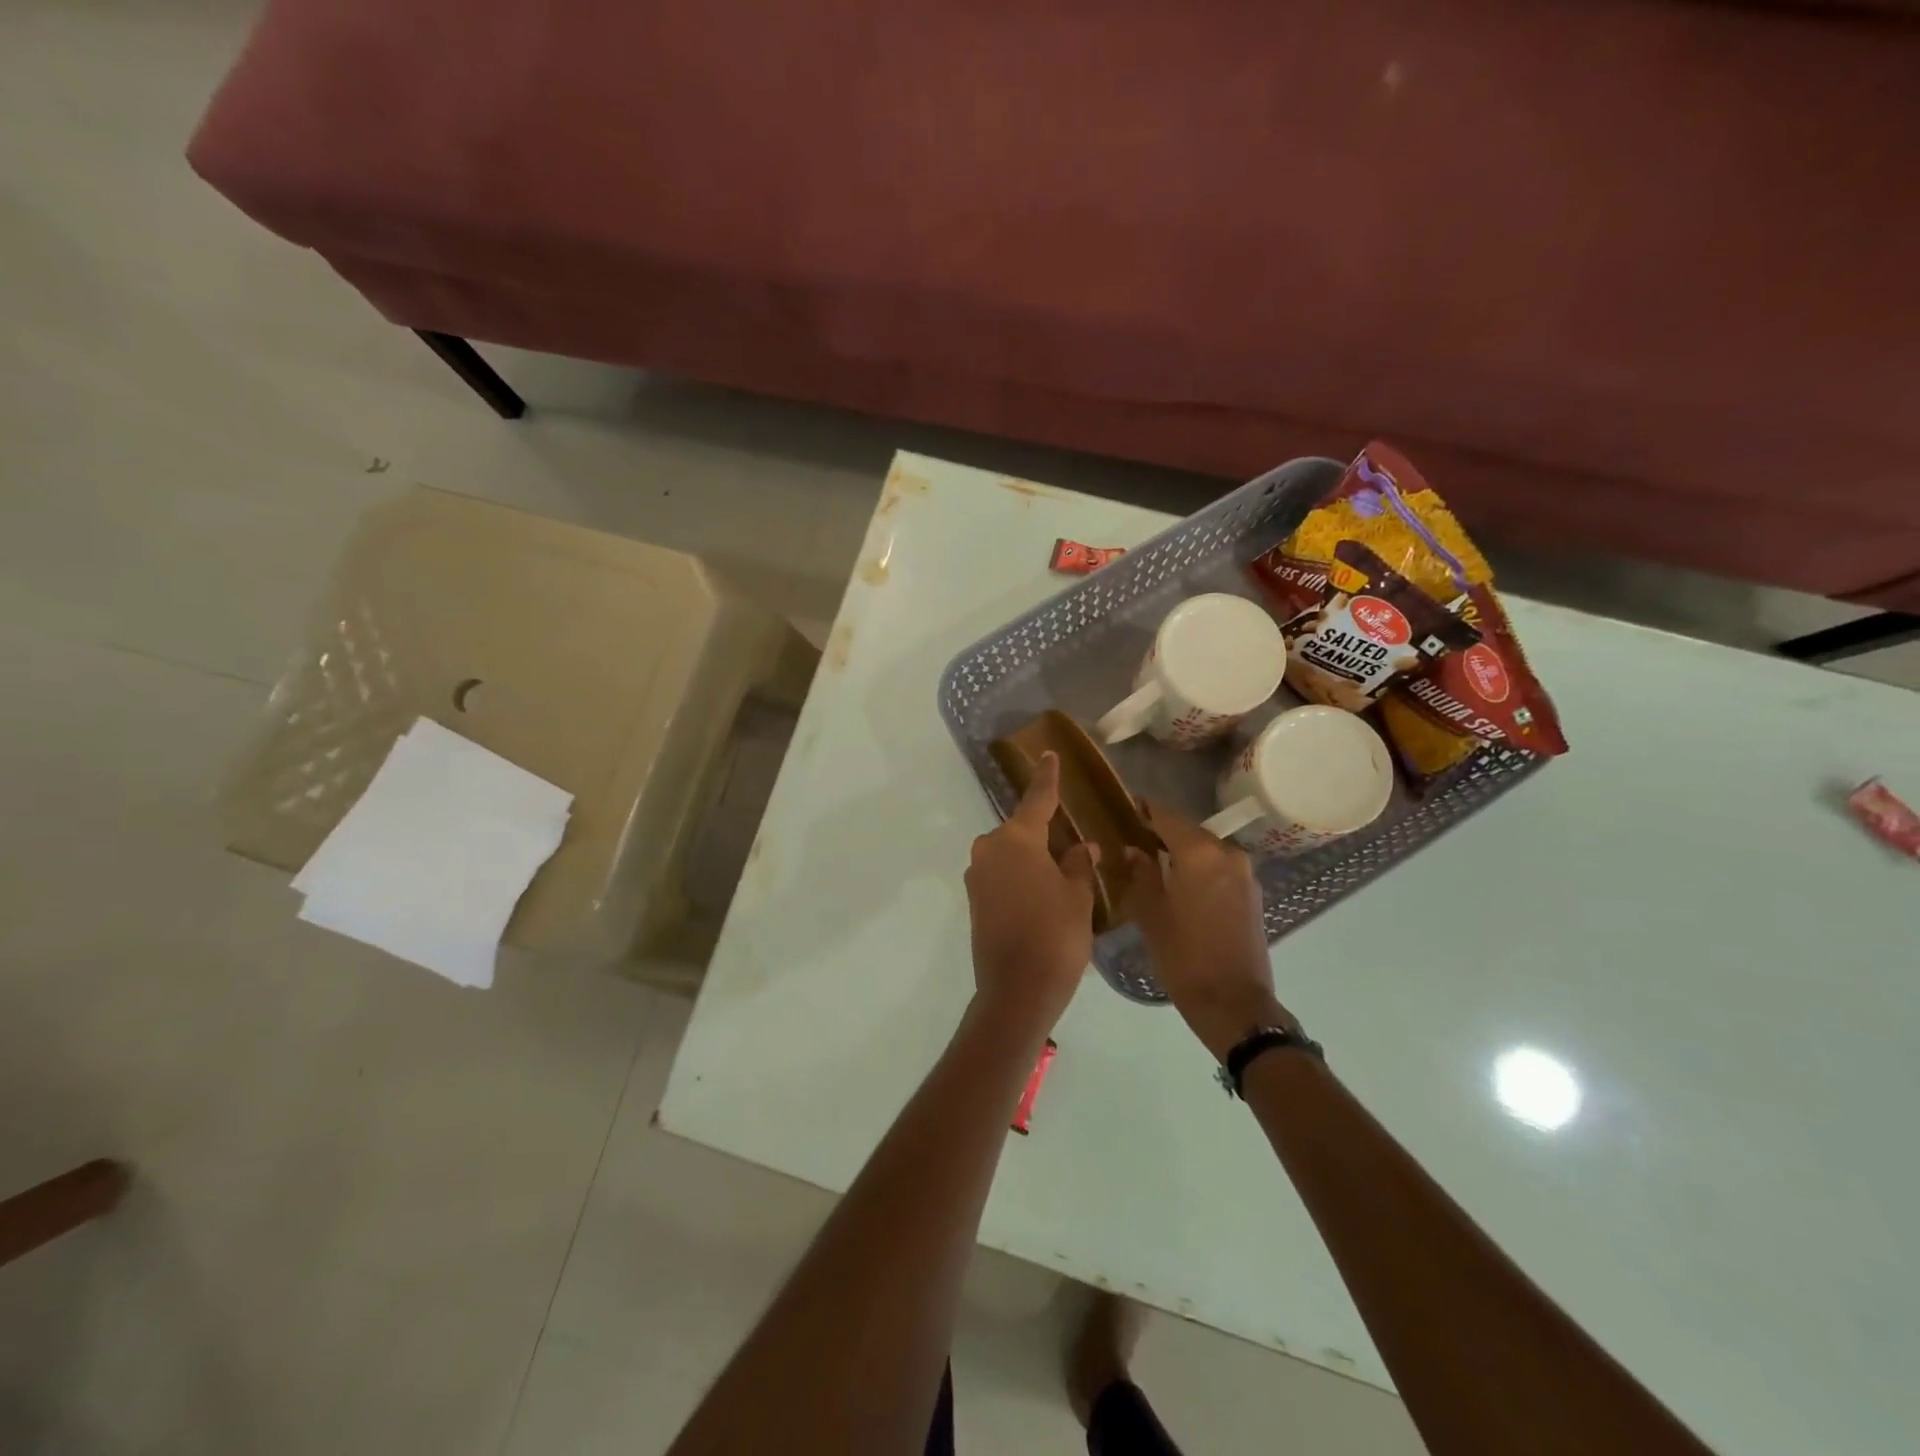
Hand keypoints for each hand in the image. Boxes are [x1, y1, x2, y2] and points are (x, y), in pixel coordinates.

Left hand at [965, 752, 1098, 1042]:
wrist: (1016, 992)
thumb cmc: (1055, 936)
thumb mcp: (1077, 897)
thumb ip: (1078, 864)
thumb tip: (1080, 846)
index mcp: (1016, 839)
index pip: (1037, 799)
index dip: (1047, 777)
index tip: (1049, 754)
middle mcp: (989, 850)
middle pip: (1021, 830)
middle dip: (1044, 832)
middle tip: (1072, 842)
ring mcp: (977, 876)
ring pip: (1010, 854)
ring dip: (1032, 858)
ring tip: (1061, 874)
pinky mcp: (974, 900)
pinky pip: (1001, 874)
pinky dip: (1020, 876)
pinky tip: (1042, 893)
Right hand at [1124, 805, 1292, 1060]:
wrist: (1234, 1003)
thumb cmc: (1184, 956)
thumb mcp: (1151, 914)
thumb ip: (1141, 874)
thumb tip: (1134, 850)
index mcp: (1199, 852)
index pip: (1166, 816)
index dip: (1143, 810)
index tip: (1123, 807)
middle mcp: (1227, 853)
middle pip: (1188, 830)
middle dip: (1162, 832)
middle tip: (1133, 839)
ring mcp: (1244, 873)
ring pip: (1206, 849)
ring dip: (1182, 851)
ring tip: (1154, 862)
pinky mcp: (1252, 893)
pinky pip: (1219, 867)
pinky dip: (1200, 868)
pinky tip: (1181, 883)